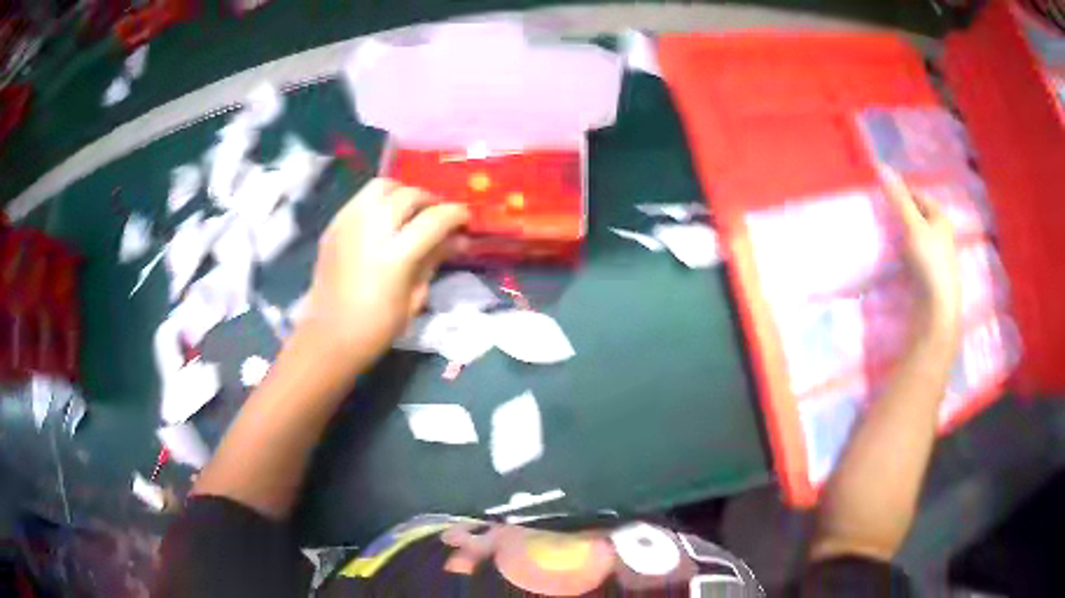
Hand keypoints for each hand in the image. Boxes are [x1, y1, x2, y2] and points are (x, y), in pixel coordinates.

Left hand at [304, 178, 467, 362]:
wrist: (328, 336)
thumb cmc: (377, 327)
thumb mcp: (415, 298)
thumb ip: (435, 259)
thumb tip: (460, 239)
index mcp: (394, 256)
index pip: (434, 219)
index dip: (456, 214)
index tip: (466, 219)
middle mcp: (370, 230)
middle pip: (409, 195)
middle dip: (431, 201)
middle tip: (439, 216)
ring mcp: (348, 223)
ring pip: (383, 186)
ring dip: (404, 193)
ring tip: (411, 211)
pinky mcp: (334, 224)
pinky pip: (362, 197)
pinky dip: (381, 200)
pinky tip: (386, 219)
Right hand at [879, 166, 959, 328]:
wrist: (936, 307)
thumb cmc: (929, 261)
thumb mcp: (912, 225)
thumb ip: (898, 198)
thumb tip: (881, 166)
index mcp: (940, 217)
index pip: (918, 194)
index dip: (900, 190)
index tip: (881, 191)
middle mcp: (940, 232)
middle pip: (916, 214)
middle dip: (899, 211)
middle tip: (879, 211)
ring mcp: (935, 254)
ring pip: (914, 234)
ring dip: (900, 231)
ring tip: (883, 231)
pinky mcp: (928, 272)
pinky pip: (913, 252)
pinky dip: (902, 249)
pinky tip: (893, 254)